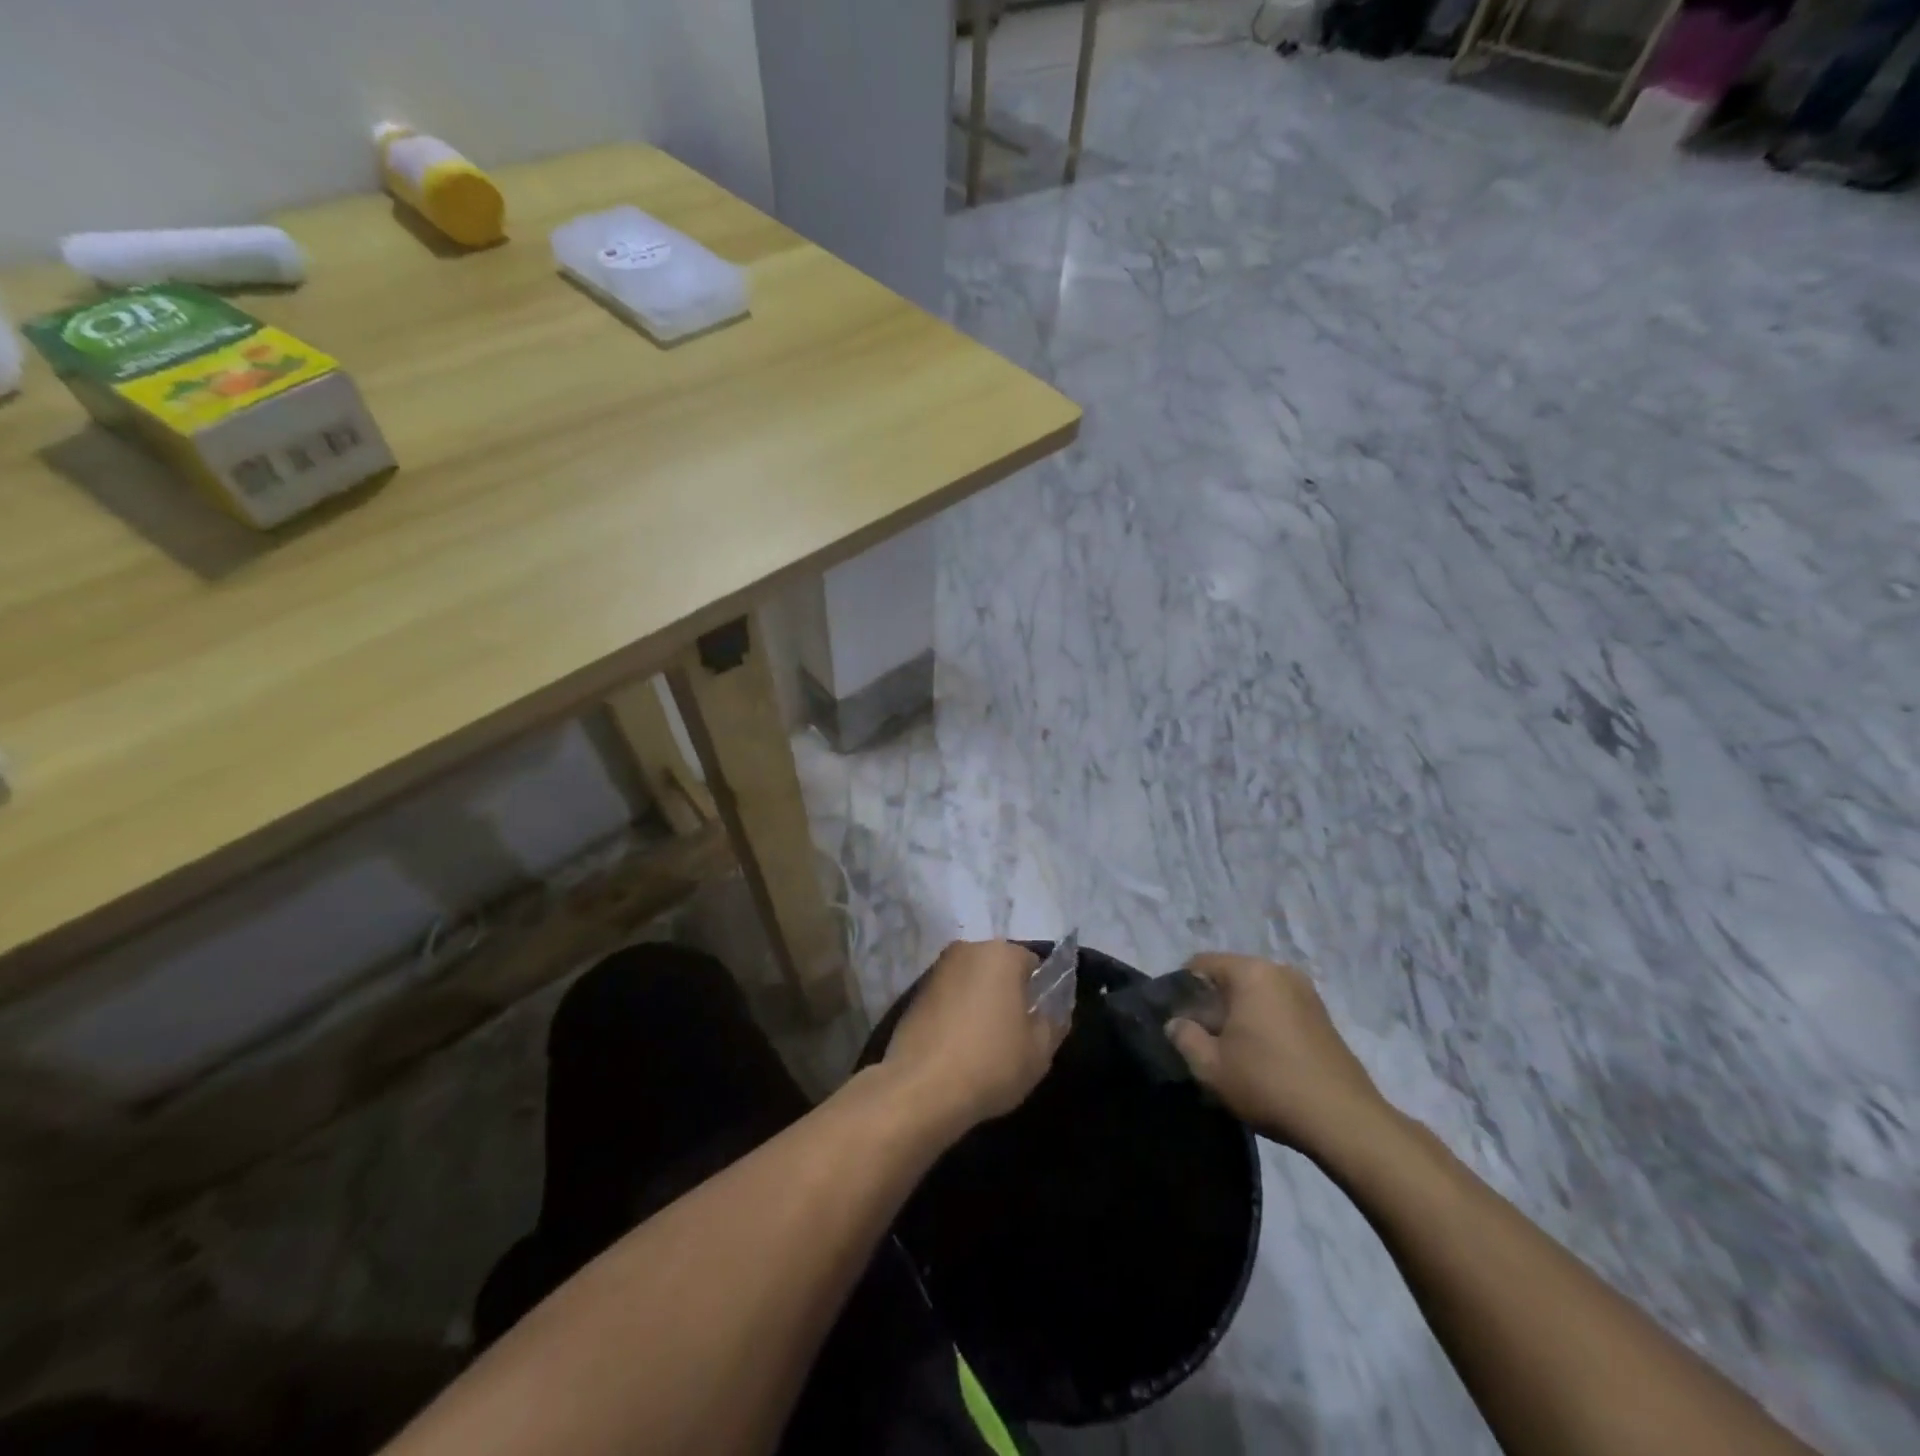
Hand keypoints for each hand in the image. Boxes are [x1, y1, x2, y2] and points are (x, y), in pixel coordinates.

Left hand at [883, 940, 1060, 1135]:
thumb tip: (1052, 1011)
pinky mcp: (914, 994)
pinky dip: (955, 1015)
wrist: (921, 1089)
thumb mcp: (1040, 1051)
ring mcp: (935, 970)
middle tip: (1013, 1035)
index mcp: (1001, 954)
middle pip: (998, 969)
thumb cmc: (990, 1063)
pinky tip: (957, 1048)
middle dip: (1007, 995)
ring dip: (979, 1004)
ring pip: (971, 983)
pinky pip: (948, 999)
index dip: (1039, 994)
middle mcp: (966, 950)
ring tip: (983, 1046)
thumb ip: (1054, 1022)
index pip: (1032, 965)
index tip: (1037, 1024)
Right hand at [1167, 953, 1391, 1160]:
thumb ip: (1184, 1037)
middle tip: (1201, 1040)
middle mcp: (1279, 971)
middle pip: (1229, 977)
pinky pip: (1277, 1008)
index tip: (1177, 1022)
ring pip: (1254, 994)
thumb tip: (1176, 1024)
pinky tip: (1260, 1057)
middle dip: (1210, 1004)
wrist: (1345, 1122)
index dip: (1181, 990)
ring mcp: (1306, 993)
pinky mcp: (1322, 1016)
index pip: (1200, 964)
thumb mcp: (1211, 1066)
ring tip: (1230, 1052)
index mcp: (1251, 972)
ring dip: (1237, 1015)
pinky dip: (1262, 1023)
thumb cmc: (1269, 1084)